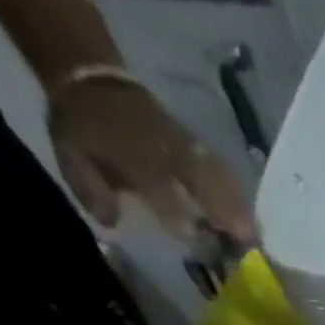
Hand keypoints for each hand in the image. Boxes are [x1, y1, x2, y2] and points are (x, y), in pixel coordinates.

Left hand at [48, 77, 258, 244]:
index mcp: (127, 147)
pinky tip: (250, 216)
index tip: (194, 239)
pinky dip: (239, 194)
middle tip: (246, 245)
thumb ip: (90, 188)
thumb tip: (111, 222)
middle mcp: (162, 146)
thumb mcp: (70, 154)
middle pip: (201, 179)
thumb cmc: (83, 126)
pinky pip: (223, 170)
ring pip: (218, 175)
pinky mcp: (197, 145)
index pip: (157, 182)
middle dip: (224, 211)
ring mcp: (184, 144)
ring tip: (255, 237)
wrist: (93, 78)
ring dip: (239, 206)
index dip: (175, 210)